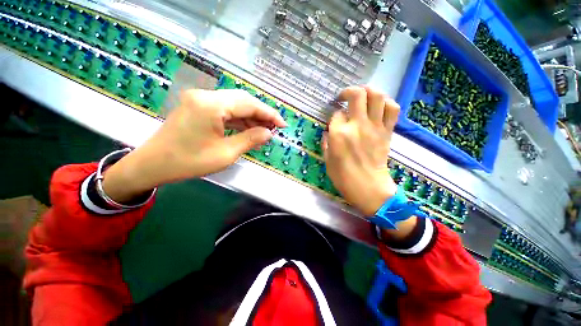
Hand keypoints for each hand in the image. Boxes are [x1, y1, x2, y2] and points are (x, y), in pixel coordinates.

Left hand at [102, 89, 286, 201]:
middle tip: (274, 128)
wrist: (152, 164)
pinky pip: (225, 110)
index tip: (282, 125)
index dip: (269, 114)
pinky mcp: (198, 107)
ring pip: (235, 104)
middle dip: (261, 114)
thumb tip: (268, 133)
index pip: (249, 104)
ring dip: (251, 117)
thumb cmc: (188, 162)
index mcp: (211, 105)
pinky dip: (239, 120)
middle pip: (243, 100)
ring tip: (263, 131)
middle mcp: (206, 96)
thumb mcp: (225, 154)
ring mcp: (200, 100)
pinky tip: (248, 130)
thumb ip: (250, 140)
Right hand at [324, 86, 416, 237]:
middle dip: (348, 92)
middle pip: (357, 95)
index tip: (334, 120)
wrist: (369, 188)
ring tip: (362, 96)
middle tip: (344, 97)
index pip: (336, 114)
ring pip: (377, 96)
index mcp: (339, 134)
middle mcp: (357, 125)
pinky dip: (386, 103)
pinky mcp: (387, 132)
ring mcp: (375, 127)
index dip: (334, 114)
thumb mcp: (326, 160)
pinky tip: (379, 106)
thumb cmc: (343, 177)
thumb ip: (326, 142)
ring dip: (369, 91)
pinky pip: (392, 109)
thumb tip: (328, 132)